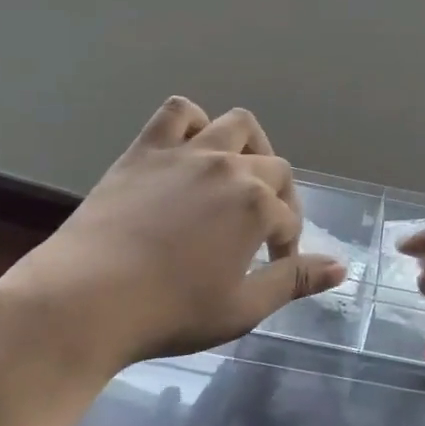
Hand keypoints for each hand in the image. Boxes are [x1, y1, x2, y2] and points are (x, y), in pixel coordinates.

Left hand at [0, 98, 345, 374]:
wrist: (84, 300)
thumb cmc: (169, 312)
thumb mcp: (243, 307)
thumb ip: (294, 280)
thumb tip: (341, 266)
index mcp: (256, 204)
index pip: (289, 218)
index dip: (288, 244)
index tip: (274, 265)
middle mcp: (229, 167)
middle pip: (274, 169)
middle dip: (279, 199)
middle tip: (261, 232)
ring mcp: (186, 152)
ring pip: (236, 125)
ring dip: (250, 147)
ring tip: (239, 176)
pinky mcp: (145, 150)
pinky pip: (178, 113)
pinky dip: (193, 123)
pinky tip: (191, 150)